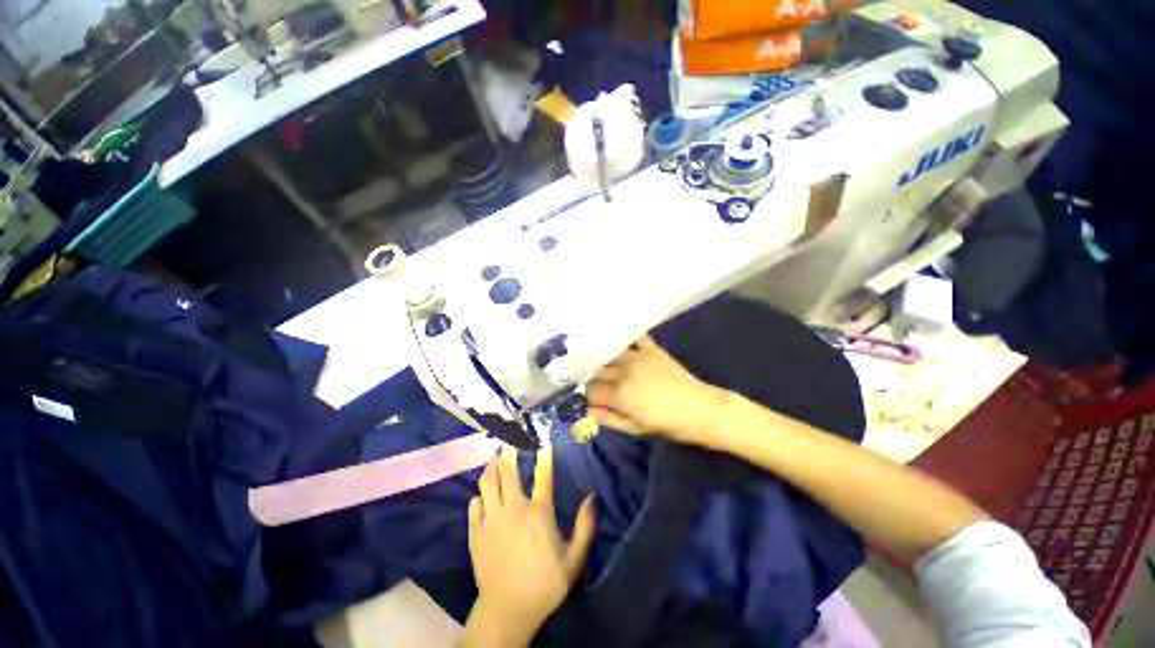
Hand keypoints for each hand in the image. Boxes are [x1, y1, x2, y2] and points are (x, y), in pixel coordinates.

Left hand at [463, 442, 595, 645]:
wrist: (506, 612)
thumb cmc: (544, 584)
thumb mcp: (574, 560)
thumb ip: (585, 526)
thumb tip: (592, 496)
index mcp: (539, 513)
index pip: (544, 474)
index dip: (544, 453)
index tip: (542, 438)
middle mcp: (514, 509)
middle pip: (508, 471)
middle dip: (509, 450)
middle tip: (509, 436)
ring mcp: (491, 520)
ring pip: (487, 482)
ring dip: (491, 467)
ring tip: (496, 458)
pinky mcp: (475, 532)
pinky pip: (474, 504)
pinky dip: (479, 495)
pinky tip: (482, 495)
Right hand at [586, 335, 729, 443]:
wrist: (701, 409)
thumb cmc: (668, 424)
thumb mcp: (636, 428)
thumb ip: (608, 418)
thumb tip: (586, 411)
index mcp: (620, 395)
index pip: (590, 391)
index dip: (583, 395)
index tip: (583, 397)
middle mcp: (624, 372)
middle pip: (597, 371)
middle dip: (589, 378)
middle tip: (590, 382)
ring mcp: (638, 357)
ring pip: (610, 354)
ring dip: (602, 359)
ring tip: (599, 363)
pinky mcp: (652, 349)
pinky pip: (635, 338)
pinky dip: (626, 339)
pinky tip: (618, 341)